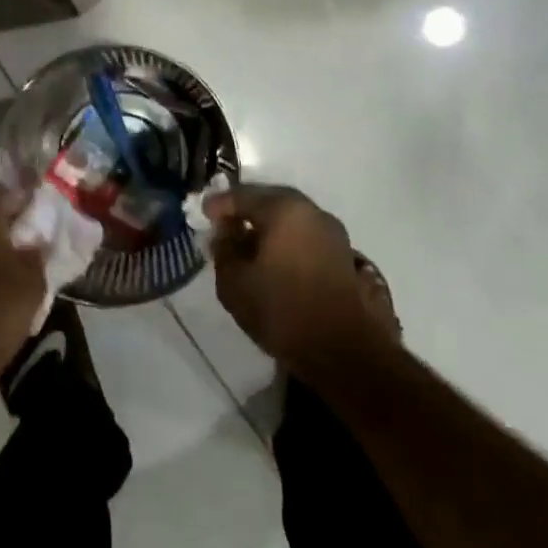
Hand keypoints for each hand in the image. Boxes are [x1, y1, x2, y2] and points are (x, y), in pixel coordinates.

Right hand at [205, 184, 397, 379]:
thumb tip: (224, 233)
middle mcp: (312, 212)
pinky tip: (273, 258)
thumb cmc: (282, 311)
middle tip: (224, 223)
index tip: (203, 213)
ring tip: (247, 243)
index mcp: (284, 210)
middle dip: (246, 210)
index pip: (243, 196)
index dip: (219, 203)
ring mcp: (333, 233)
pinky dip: (286, 239)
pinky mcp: (343, 256)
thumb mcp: (234, 283)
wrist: (344, 351)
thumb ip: (224, 250)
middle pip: (271, 201)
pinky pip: (305, 235)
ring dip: (267, 225)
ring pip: (291, 218)